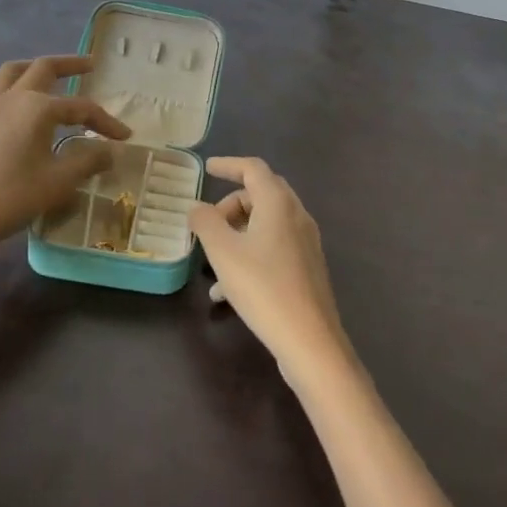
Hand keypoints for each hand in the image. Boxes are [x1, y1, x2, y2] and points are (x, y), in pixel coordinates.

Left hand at [0, 55, 131, 259]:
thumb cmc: (12, 197)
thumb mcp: (59, 182)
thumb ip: (88, 160)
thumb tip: (110, 151)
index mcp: (38, 107)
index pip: (81, 107)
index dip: (106, 121)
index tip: (124, 136)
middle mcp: (12, 98)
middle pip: (43, 68)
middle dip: (70, 64)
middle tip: (90, 65)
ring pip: (11, 72)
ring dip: (33, 68)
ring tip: (48, 74)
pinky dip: (3, 90)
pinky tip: (9, 104)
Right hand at [189, 156, 354, 386]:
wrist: (310, 341)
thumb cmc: (263, 287)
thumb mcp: (223, 252)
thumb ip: (205, 223)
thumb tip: (196, 207)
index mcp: (278, 203)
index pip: (253, 168)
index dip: (228, 164)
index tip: (207, 168)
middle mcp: (296, 216)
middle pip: (260, 194)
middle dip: (231, 204)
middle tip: (208, 222)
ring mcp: (305, 243)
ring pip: (265, 224)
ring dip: (237, 233)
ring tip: (211, 261)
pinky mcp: (306, 268)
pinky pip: (273, 248)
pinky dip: (249, 254)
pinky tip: (226, 291)